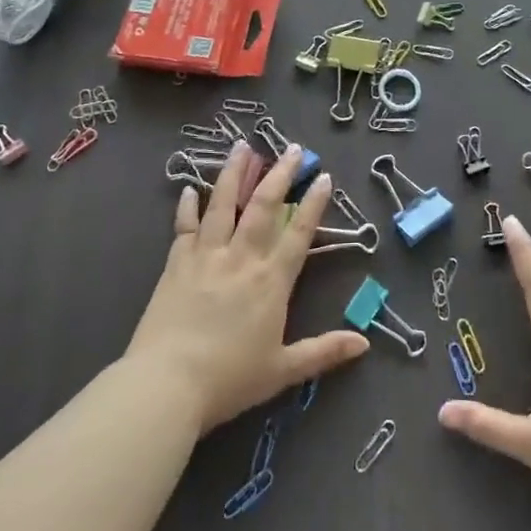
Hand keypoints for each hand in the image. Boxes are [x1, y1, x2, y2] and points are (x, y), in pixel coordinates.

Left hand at [126, 142, 368, 434]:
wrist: (166, 385)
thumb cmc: (229, 380)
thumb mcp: (283, 370)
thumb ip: (324, 352)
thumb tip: (365, 344)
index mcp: (271, 281)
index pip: (299, 233)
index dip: (313, 204)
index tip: (323, 176)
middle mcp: (242, 258)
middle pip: (264, 206)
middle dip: (280, 174)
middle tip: (291, 148)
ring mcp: (207, 256)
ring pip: (223, 204)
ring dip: (235, 173)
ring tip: (243, 146)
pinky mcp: (176, 263)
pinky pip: (184, 227)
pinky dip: (188, 206)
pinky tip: (190, 188)